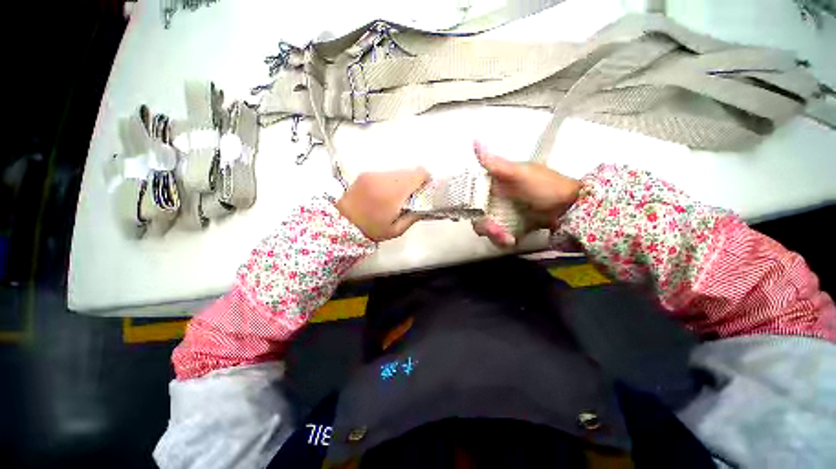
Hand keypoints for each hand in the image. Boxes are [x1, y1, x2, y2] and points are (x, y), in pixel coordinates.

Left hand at [336, 168, 429, 241]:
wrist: (342, 223)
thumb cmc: (370, 229)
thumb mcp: (396, 230)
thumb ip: (414, 217)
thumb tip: (426, 206)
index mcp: (392, 193)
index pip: (418, 174)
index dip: (426, 180)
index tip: (425, 190)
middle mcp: (383, 178)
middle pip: (409, 171)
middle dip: (414, 182)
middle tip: (412, 197)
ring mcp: (373, 174)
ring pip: (398, 171)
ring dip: (403, 181)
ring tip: (397, 197)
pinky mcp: (367, 173)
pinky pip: (387, 173)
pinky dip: (391, 181)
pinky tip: (386, 193)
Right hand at [472, 141, 580, 246]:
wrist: (571, 208)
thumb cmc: (545, 186)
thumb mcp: (519, 174)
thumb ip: (496, 164)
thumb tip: (474, 139)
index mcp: (495, 183)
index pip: (472, 195)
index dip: (470, 205)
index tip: (475, 214)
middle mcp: (496, 198)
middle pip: (478, 215)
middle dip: (485, 226)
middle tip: (496, 232)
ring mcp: (504, 213)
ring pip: (487, 227)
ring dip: (494, 235)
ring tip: (508, 239)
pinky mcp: (511, 226)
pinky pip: (498, 235)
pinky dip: (502, 240)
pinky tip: (511, 241)